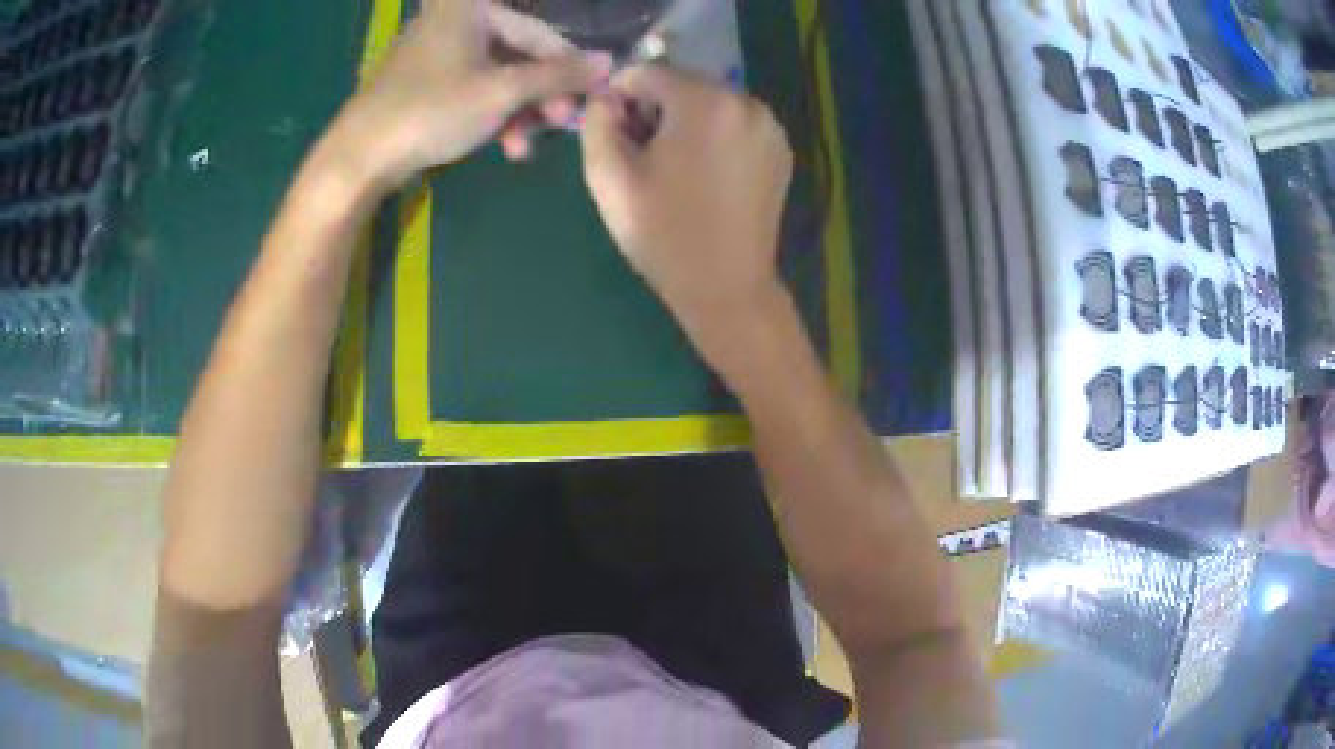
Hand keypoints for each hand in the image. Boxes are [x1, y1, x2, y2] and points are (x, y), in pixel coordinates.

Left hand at [325, 0, 611, 189]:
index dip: (567, 67)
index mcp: (470, 7)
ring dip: (518, 109)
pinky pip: (471, 87)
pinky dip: (490, 112)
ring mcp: (436, 50)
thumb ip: (558, 75)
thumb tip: (610, 62)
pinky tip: (503, 144)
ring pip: (495, 74)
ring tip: (526, 145)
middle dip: (540, 93)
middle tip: (561, 125)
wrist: (358, 157)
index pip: (537, 32)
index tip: (591, 98)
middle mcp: (454, 19)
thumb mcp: (501, 92)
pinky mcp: (424, 79)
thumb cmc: (430, 112)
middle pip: (516, 53)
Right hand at [579, 66, 794, 359]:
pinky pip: (735, 123)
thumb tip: (606, 98)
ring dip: (685, 121)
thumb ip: (597, 123)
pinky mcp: (780, 148)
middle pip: (681, 84)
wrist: (727, 287)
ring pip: (709, 102)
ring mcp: (769, 124)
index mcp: (703, 102)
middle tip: (644, 157)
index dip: (620, 99)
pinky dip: (714, 135)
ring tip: (675, 168)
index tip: (615, 136)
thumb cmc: (663, 235)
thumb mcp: (609, 179)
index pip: (646, 73)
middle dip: (655, 109)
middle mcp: (745, 101)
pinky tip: (705, 175)